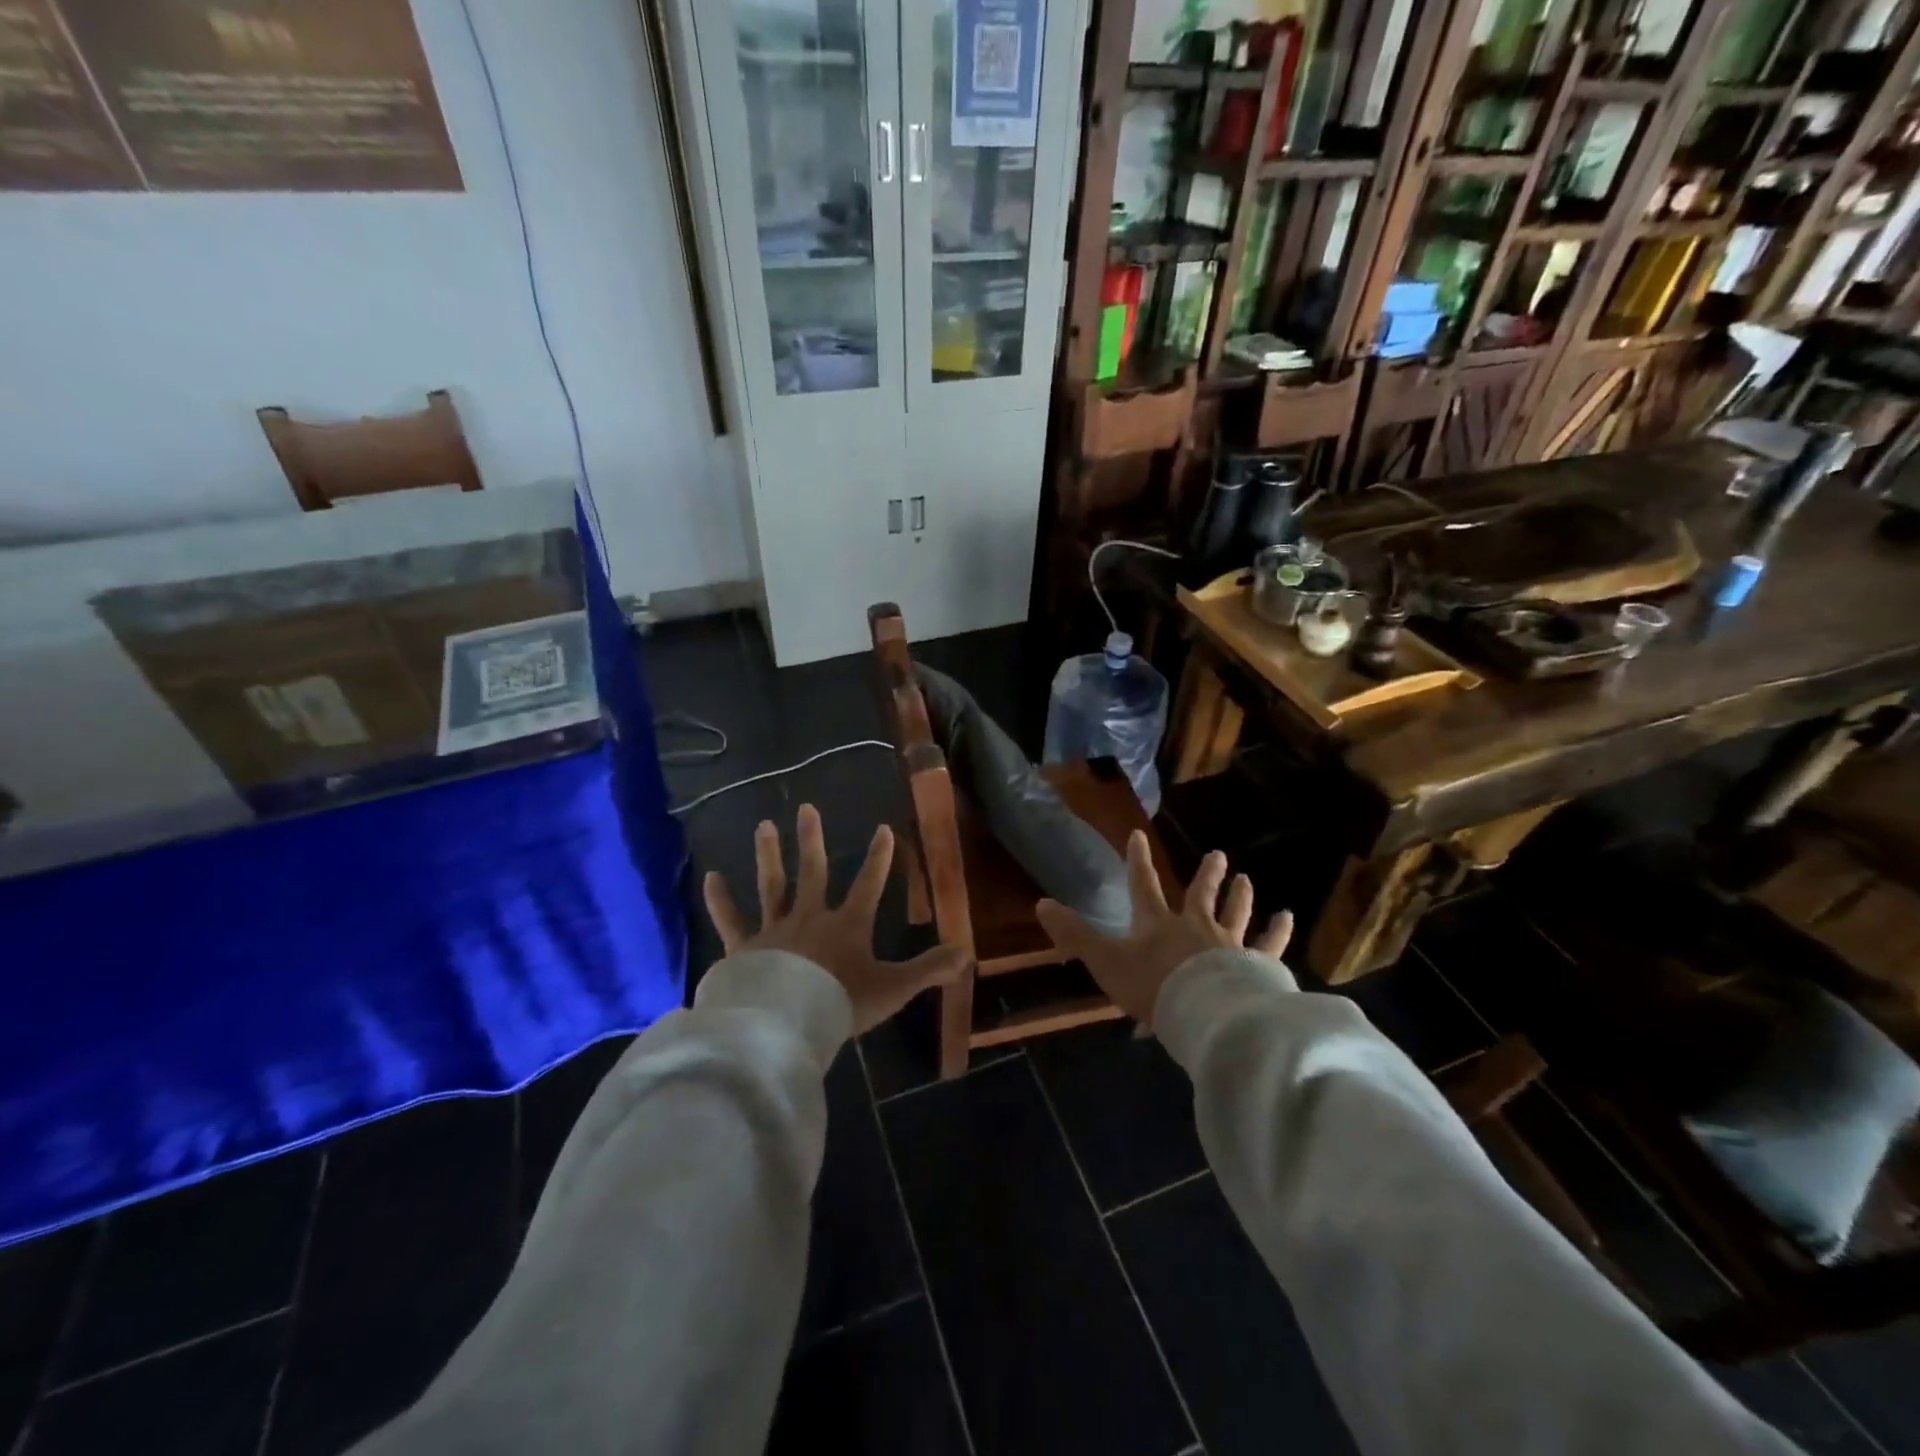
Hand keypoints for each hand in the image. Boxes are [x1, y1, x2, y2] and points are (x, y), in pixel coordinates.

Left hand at [703, 804, 966, 1034]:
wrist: (788, 1023)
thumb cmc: (842, 1002)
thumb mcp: (894, 988)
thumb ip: (929, 969)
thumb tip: (968, 953)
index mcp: (848, 926)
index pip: (869, 884)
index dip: (879, 857)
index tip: (883, 828)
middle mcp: (811, 917)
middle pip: (813, 872)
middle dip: (813, 840)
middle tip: (805, 807)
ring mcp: (775, 930)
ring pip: (772, 885)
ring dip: (769, 855)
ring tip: (763, 826)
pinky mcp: (744, 948)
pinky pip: (731, 920)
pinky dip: (720, 900)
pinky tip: (711, 877)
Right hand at [1035, 833, 1292, 1027]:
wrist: (1204, 1013)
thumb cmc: (1152, 987)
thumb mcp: (1105, 961)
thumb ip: (1075, 935)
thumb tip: (1041, 904)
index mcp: (1157, 924)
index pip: (1143, 885)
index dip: (1138, 860)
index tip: (1138, 836)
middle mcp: (1194, 926)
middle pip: (1200, 894)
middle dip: (1206, 875)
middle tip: (1218, 855)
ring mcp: (1228, 944)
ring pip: (1235, 913)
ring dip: (1240, 895)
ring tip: (1246, 879)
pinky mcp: (1256, 965)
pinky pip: (1270, 945)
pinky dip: (1278, 931)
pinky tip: (1287, 917)